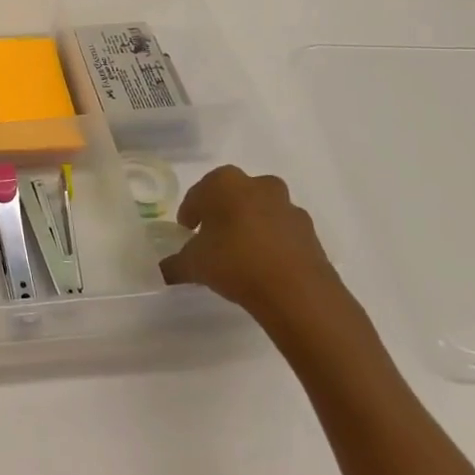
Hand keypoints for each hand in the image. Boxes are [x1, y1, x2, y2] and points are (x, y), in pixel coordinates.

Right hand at [158, 165, 343, 324]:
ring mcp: (287, 206)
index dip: (190, 212)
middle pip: (233, 195)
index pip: (198, 194)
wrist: (297, 291)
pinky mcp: (309, 231)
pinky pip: (282, 230)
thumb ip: (175, 263)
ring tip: (241, 254)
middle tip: (213, 237)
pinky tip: (264, 265)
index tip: (187, 231)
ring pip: (260, 210)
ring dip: (250, 225)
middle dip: (222, 212)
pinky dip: (272, 241)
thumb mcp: (194, 264)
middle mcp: (257, 185)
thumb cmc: (235, 262)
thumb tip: (164, 269)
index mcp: (224, 183)